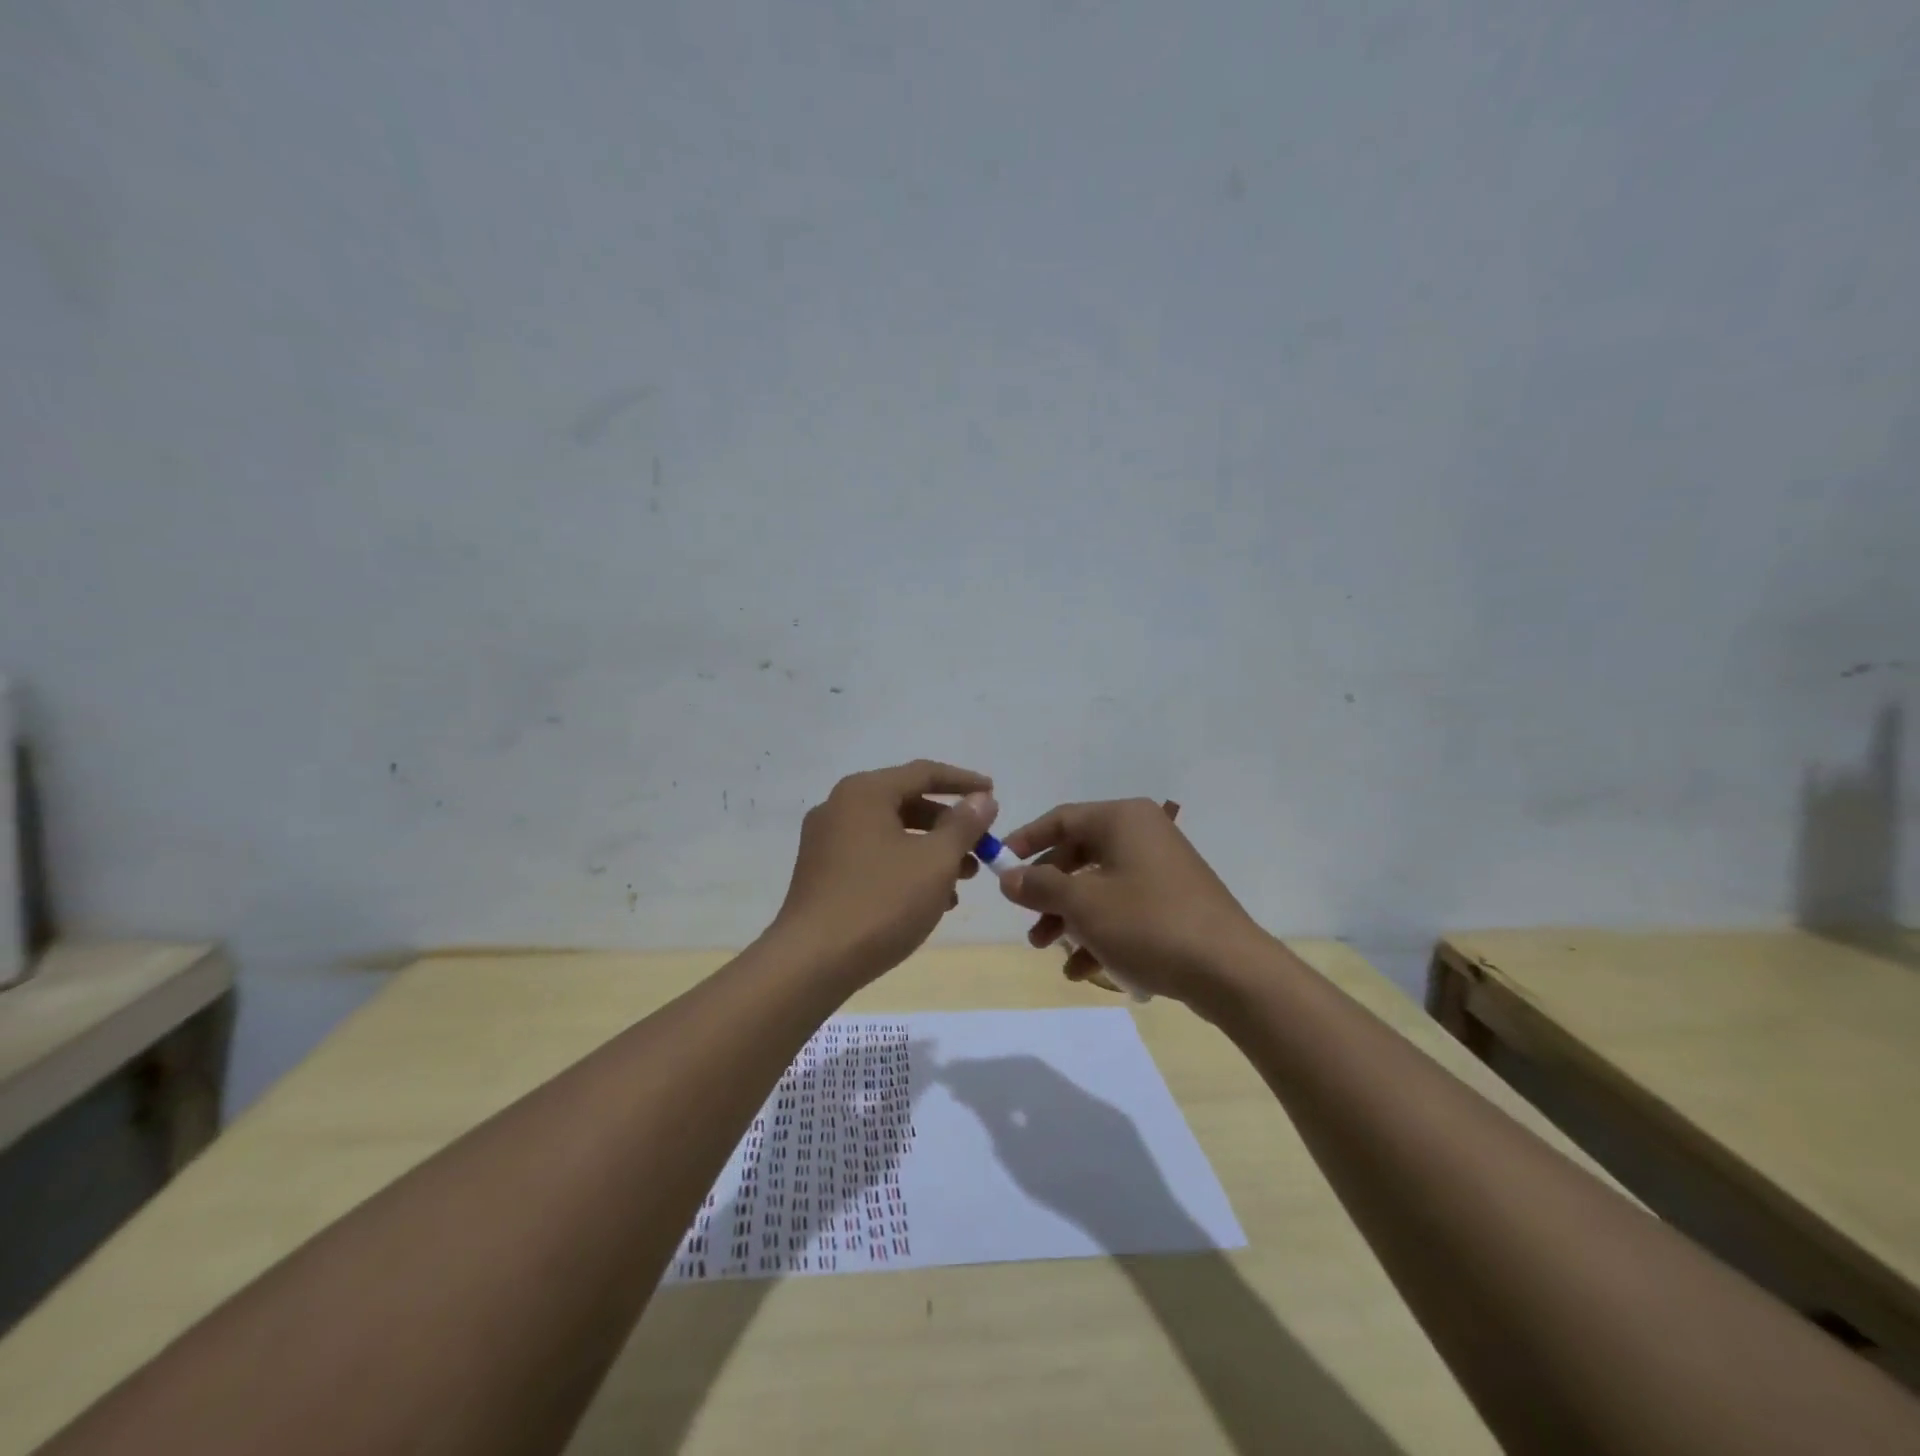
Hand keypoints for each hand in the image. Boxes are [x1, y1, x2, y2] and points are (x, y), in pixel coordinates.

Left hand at [772, 760, 997, 982]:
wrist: (812, 962)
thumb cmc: (881, 902)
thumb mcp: (935, 862)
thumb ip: (963, 825)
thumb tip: (982, 799)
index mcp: (864, 793)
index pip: (924, 773)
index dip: (964, 782)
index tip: (994, 794)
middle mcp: (840, 807)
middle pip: (906, 803)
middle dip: (949, 826)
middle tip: (981, 848)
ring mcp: (826, 841)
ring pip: (891, 834)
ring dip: (930, 851)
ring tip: (963, 881)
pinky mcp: (822, 873)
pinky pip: (873, 857)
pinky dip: (905, 868)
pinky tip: (930, 901)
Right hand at [998, 798, 1267, 1004]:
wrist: (1230, 970)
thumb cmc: (1148, 923)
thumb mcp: (1083, 905)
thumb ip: (1041, 887)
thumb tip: (1009, 877)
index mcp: (1123, 819)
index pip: (1061, 819)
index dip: (1025, 842)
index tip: (999, 866)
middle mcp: (1143, 835)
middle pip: (1079, 855)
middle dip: (1048, 892)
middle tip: (1027, 921)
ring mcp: (1162, 869)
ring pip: (1100, 887)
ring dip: (1070, 918)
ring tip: (1048, 950)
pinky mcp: (1175, 902)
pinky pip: (1125, 909)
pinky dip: (1100, 933)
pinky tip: (1083, 971)